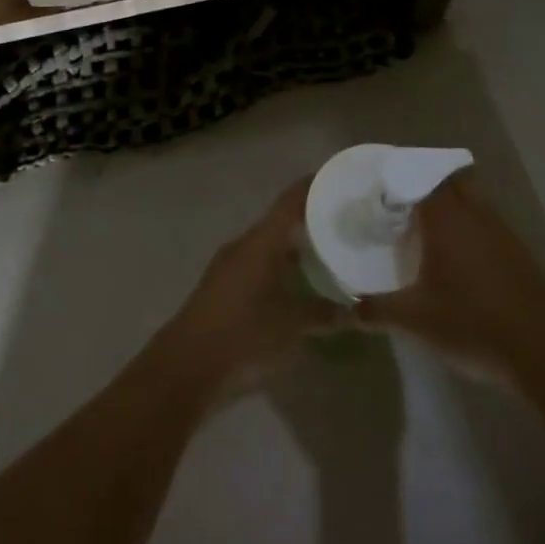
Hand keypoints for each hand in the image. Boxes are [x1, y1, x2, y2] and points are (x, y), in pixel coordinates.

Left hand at [161, 179, 337, 397]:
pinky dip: (281, 266)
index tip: (339, 178)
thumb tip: (357, 310)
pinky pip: (259, 264)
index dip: (313, 186)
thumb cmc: (243, 335)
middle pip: (280, 220)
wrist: (187, 366)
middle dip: (310, 218)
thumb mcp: (292, 325)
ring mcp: (230, 265)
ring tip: (328, 250)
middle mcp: (244, 244)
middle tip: (343, 220)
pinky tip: (299, 283)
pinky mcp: (223, 287)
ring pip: (269, 244)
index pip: (290, 201)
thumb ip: (325, 313)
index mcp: (260, 241)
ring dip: (295, 245)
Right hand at [355, 173, 544, 381]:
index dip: (402, 176)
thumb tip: (346, 311)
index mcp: (446, 219)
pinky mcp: (519, 254)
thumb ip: (377, 311)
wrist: (543, 353)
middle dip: (429, 182)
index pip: (421, 177)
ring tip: (428, 227)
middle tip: (404, 201)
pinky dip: (471, 227)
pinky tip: (460, 257)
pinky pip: (488, 224)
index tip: (382, 185)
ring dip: (453, 204)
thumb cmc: (471, 324)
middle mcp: (475, 215)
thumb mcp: (415, 320)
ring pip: (474, 200)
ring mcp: (502, 232)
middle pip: (452, 179)